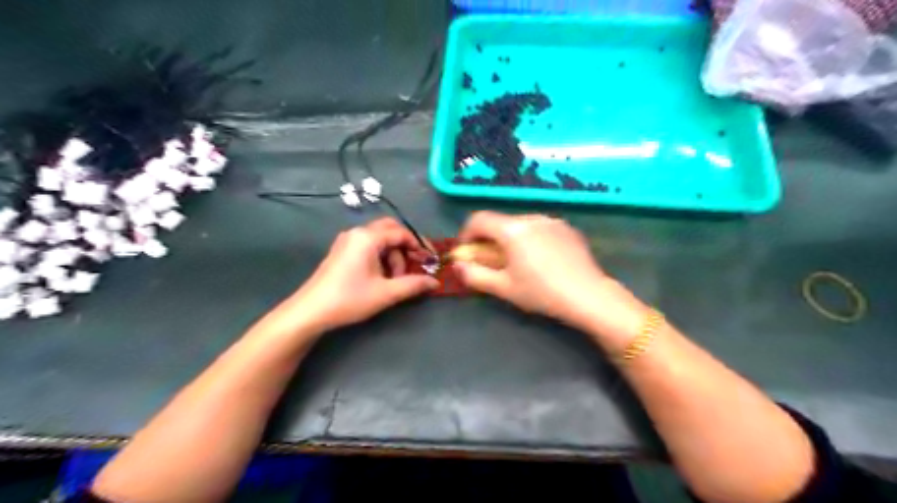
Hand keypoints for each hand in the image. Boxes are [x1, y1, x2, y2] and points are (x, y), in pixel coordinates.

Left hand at [276, 217, 440, 333]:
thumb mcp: (386, 293)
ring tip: (394, 279)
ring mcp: (347, 241)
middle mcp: (357, 233)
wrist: (311, 311)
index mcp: (368, 237)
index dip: (419, 246)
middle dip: (405, 247)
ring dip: (392, 255)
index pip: (401, 233)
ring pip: (379, 239)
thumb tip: (435, 282)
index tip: (430, 261)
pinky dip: (380, 256)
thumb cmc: (350, 299)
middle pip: (390, 230)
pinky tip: (381, 276)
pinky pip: (368, 245)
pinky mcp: (342, 251)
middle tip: (415, 264)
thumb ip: (413, 284)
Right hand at [457, 209, 645, 340]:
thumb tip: (458, 266)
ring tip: (519, 263)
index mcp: (512, 229)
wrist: (588, 295)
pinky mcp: (568, 228)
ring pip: (521, 225)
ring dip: (511, 239)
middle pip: (500, 222)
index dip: (467, 234)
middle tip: (492, 262)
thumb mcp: (503, 288)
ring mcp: (552, 221)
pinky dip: (532, 239)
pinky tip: (542, 261)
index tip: (467, 251)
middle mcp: (531, 217)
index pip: (479, 219)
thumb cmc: (541, 292)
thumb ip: (475, 275)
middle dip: (490, 239)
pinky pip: (541, 229)